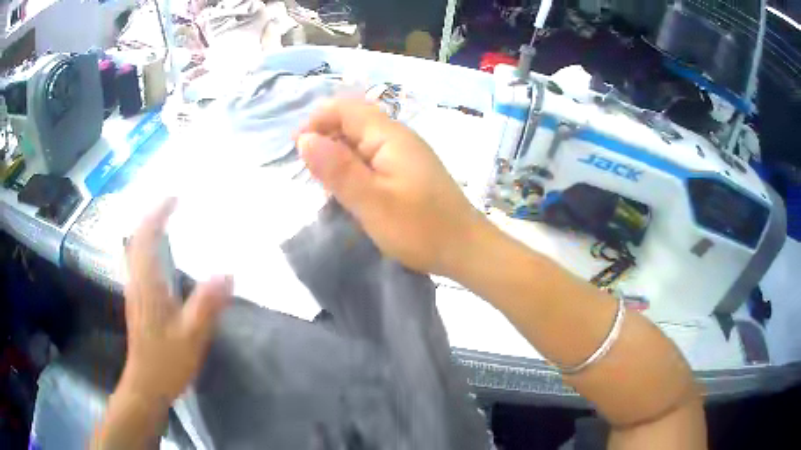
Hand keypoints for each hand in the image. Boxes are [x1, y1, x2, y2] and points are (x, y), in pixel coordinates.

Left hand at [120, 198, 231, 405]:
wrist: (146, 384)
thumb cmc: (167, 361)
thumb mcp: (192, 336)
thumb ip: (207, 304)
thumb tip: (227, 272)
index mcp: (147, 284)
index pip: (146, 237)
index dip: (158, 213)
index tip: (175, 197)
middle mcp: (136, 281)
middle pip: (136, 238)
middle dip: (151, 215)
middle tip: (172, 203)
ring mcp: (135, 290)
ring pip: (135, 249)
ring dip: (148, 229)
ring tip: (167, 220)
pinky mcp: (138, 300)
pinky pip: (139, 262)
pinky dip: (148, 247)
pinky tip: (161, 253)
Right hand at [296, 98, 487, 276]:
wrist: (465, 249)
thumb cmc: (419, 228)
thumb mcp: (371, 201)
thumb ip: (337, 169)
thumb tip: (304, 138)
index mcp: (389, 136)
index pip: (345, 108)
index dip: (317, 121)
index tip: (297, 149)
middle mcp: (398, 137)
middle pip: (353, 121)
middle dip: (325, 138)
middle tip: (310, 172)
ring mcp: (405, 154)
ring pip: (361, 141)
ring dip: (338, 155)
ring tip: (326, 185)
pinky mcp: (408, 171)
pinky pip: (373, 158)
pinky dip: (354, 168)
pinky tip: (350, 191)